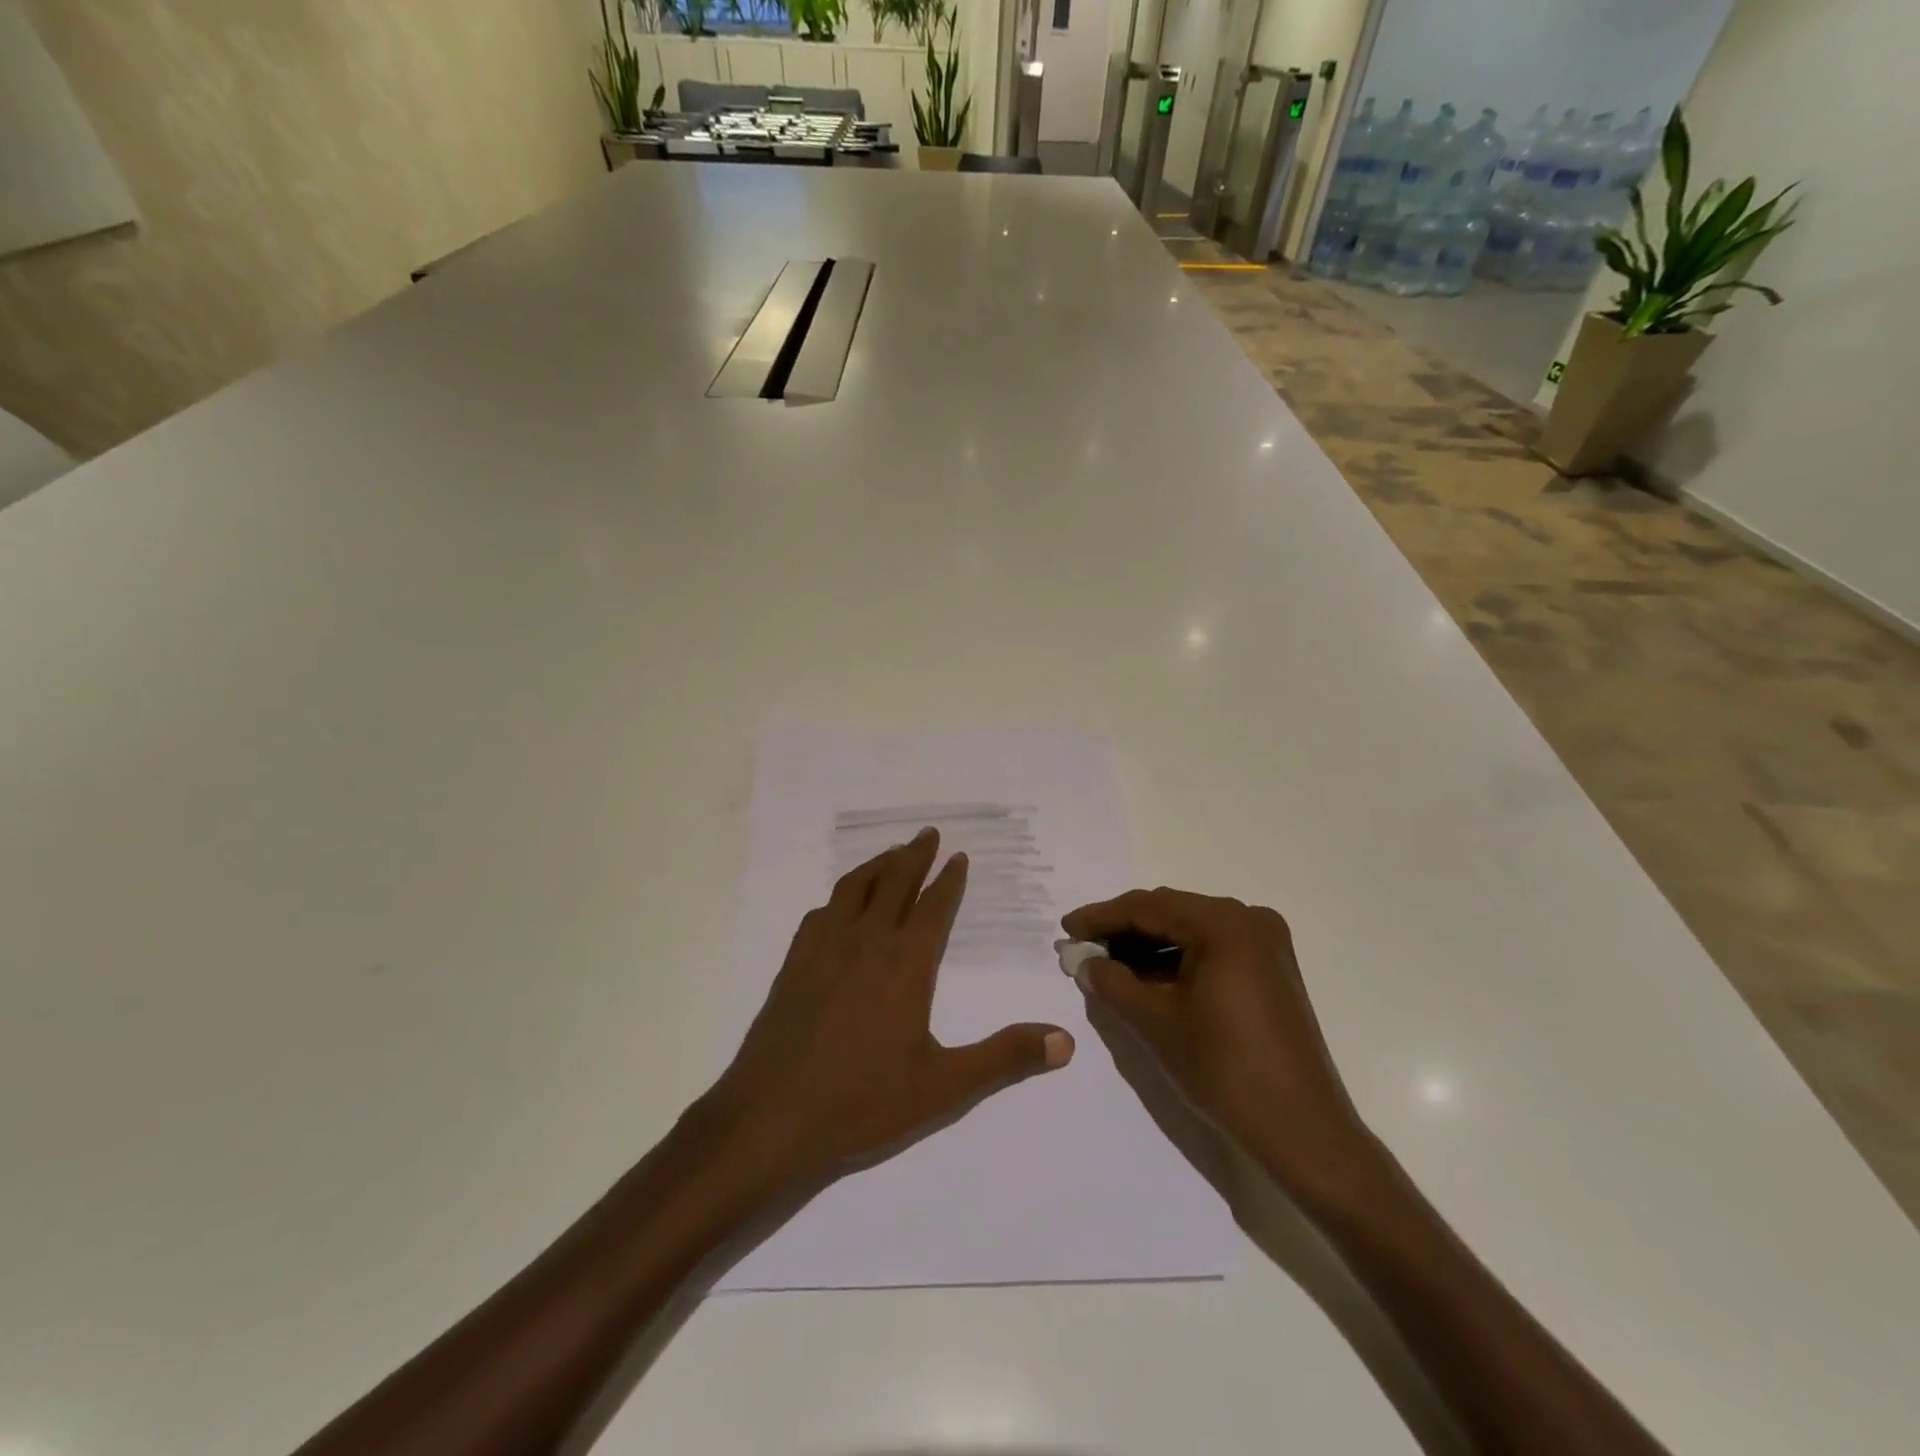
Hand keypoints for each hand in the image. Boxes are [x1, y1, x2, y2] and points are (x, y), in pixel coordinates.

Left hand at [700, 827, 1074, 1197]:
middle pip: (893, 883)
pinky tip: (839, 906)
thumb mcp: (943, 1087)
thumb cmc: (862, 1102)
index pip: (933, 906)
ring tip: (890, 854)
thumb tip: (1065, 1041)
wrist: (770, 1118)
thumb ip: (1004, 1059)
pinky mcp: (794, 964)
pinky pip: (821, 913)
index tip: (958, 855)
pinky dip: (839, 896)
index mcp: (904, 963)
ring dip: (876, 865)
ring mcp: (823, 949)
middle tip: (928, 833)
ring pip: (853, 889)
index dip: (949, 879)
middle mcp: (865, 942)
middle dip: (914, 856)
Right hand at [1062, 888, 1370, 1199]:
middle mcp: (1249, 920)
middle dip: (1124, 929)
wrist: (1302, 1130)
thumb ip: (1112, 982)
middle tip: (1084, 947)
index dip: (1101, 917)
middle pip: (1171, 912)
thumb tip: (1085, 962)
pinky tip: (1148, 977)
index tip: (1067, 929)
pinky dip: (1178, 959)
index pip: (1148, 907)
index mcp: (1224, 923)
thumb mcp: (1155, 1022)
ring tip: (1109, 964)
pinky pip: (1213, 948)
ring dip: (1149, 944)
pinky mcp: (1271, 969)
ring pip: (1191, 929)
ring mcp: (1266, 943)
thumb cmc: (1223, 1069)